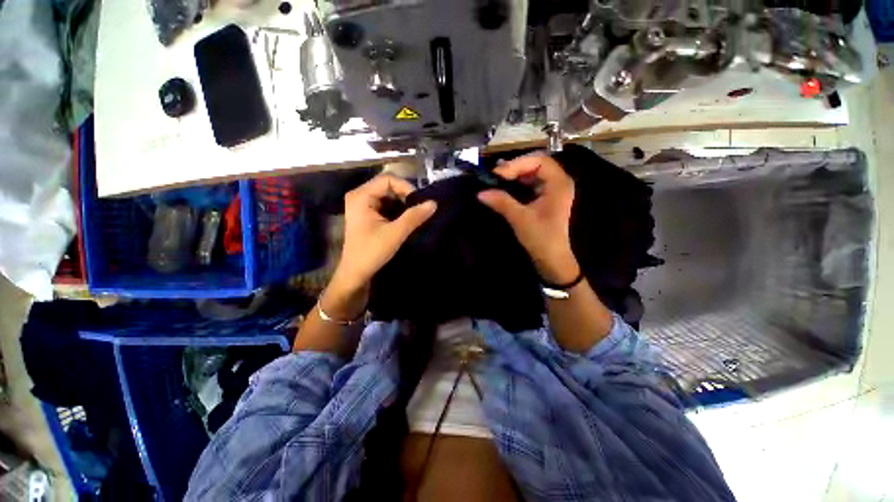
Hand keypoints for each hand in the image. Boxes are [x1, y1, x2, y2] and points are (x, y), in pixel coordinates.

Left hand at [323, 175, 436, 319]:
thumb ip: (414, 216)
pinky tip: (405, 220)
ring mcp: (362, 205)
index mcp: (361, 196)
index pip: (388, 179)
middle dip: (405, 197)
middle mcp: (359, 196)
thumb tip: (434, 203)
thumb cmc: (372, 252)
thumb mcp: (395, 233)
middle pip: (387, 186)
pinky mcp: (367, 215)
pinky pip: (385, 205)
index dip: (406, 187)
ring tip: (415, 215)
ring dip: (402, 205)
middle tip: (419, 209)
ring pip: (388, 197)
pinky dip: (397, 211)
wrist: (356, 273)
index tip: (419, 202)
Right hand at [478, 155, 579, 284]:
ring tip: (499, 179)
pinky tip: (507, 187)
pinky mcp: (546, 198)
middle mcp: (559, 182)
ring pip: (533, 173)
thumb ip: (502, 202)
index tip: (499, 174)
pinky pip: (532, 183)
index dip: (518, 163)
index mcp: (559, 183)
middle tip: (496, 176)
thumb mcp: (520, 218)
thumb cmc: (541, 238)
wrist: (551, 258)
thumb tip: (480, 192)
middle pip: (537, 163)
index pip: (540, 160)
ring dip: (516, 174)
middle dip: (515, 167)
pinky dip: (518, 183)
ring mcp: (553, 190)